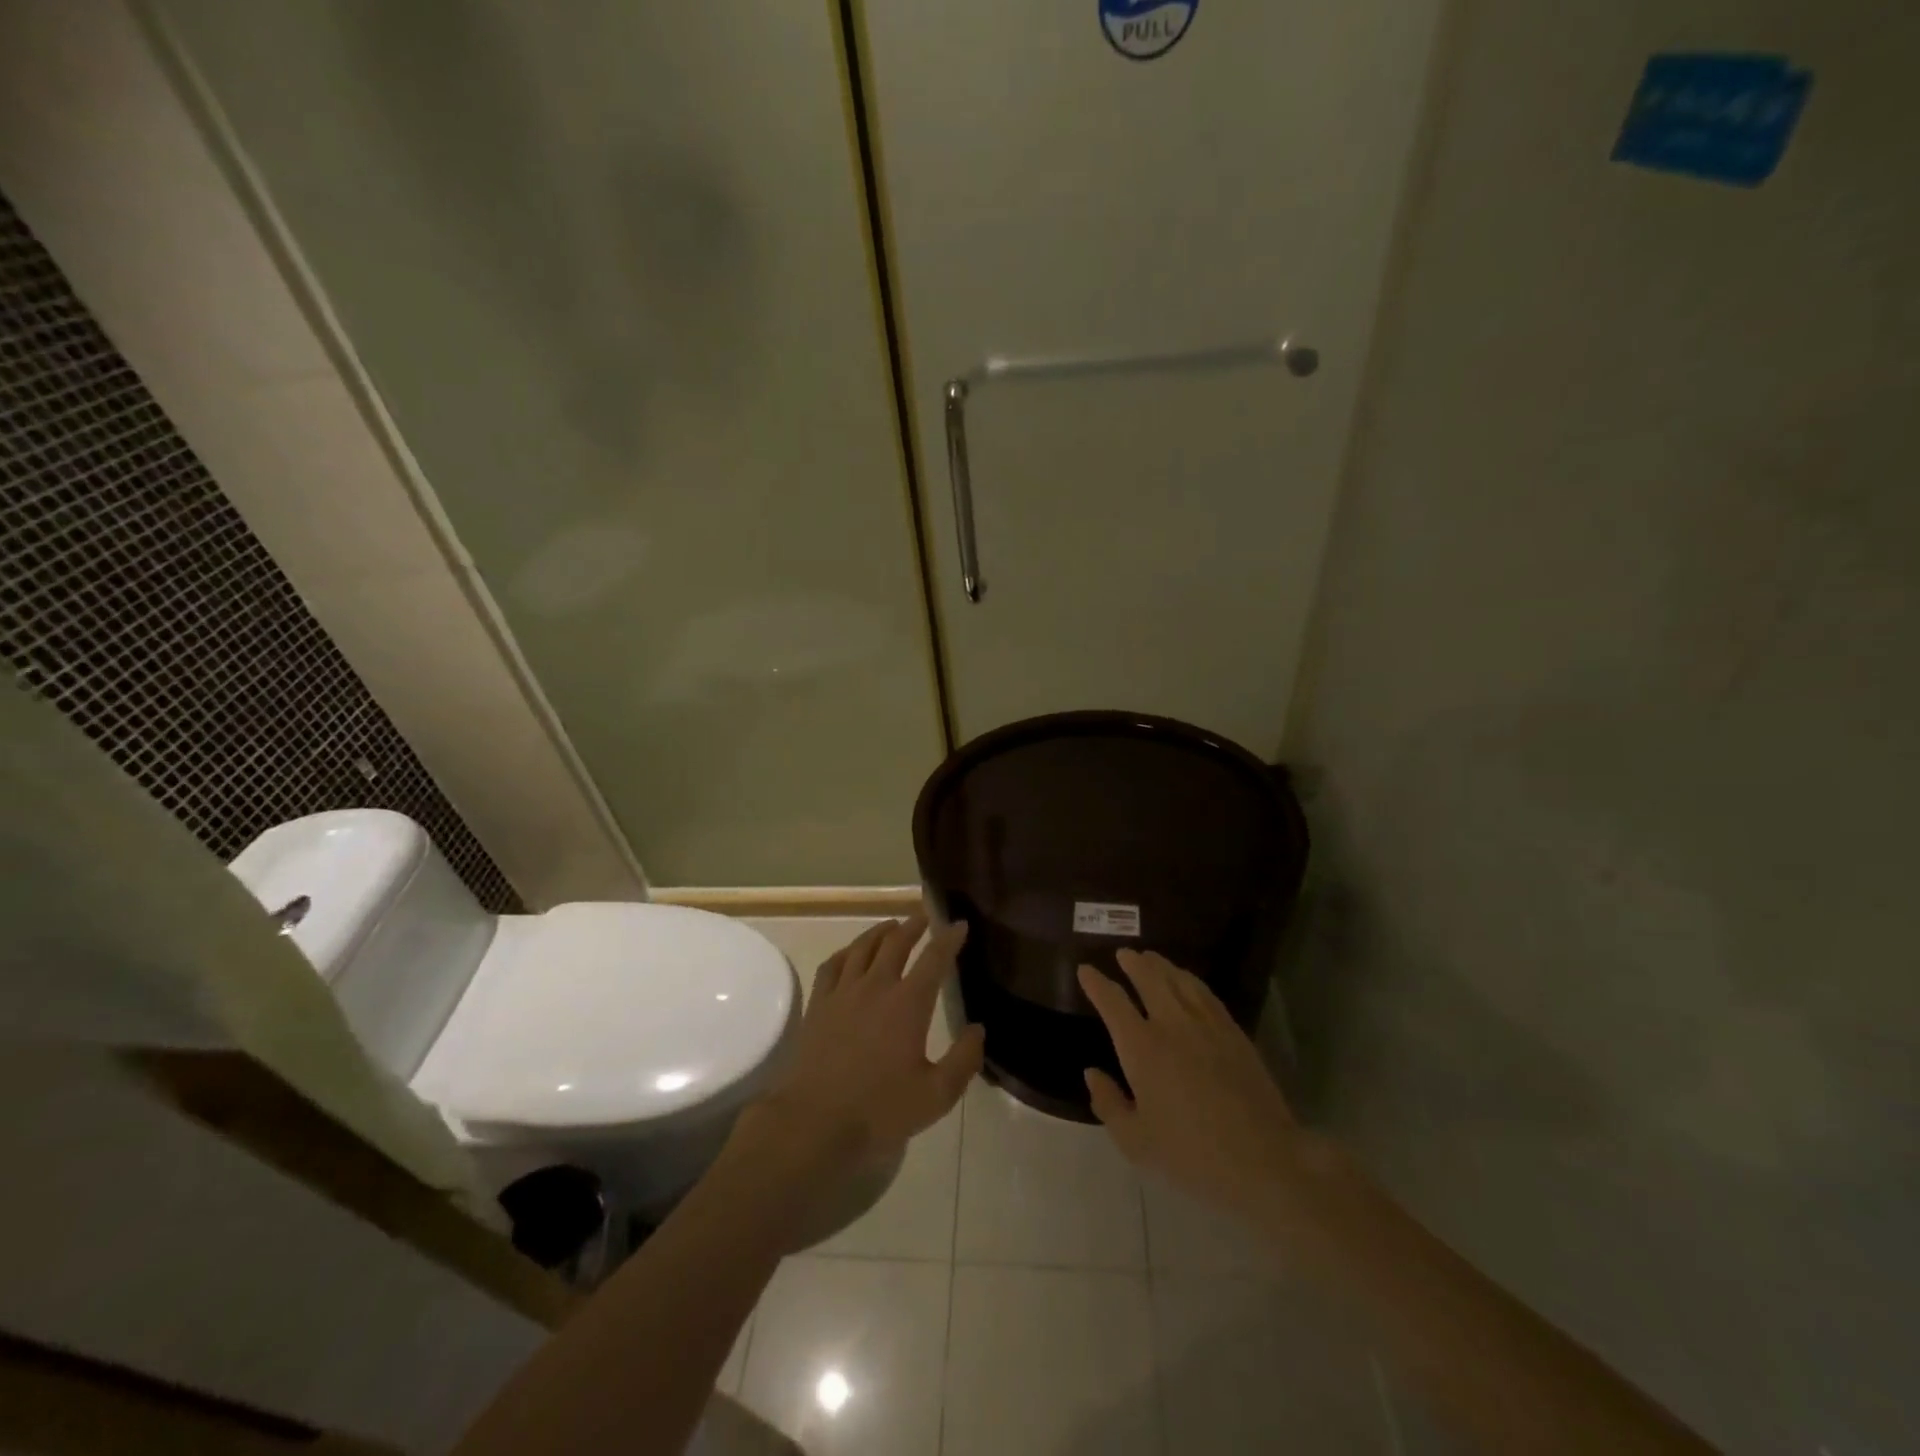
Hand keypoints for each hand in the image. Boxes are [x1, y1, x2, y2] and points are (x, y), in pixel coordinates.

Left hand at [748, 915, 983, 1173]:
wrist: (815, 1121)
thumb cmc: (880, 1110)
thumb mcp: (936, 1095)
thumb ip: (963, 1060)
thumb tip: (978, 1030)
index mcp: (908, 1003)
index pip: (934, 959)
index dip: (949, 939)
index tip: (959, 924)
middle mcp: (876, 986)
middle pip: (896, 943)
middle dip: (913, 925)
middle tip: (924, 916)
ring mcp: (843, 992)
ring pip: (863, 947)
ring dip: (880, 931)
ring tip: (891, 925)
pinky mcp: (819, 1005)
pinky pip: (833, 965)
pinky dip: (846, 951)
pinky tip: (850, 953)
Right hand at [1078, 949, 1298, 1219]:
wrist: (1263, 1160)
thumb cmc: (1192, 1156)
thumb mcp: (1136, 1142)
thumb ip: (1108, 1104)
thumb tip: (1092, 1073)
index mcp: (1141, 1048)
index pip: (1113, 1002)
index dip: (1096, 983)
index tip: (1085, 970)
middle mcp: (1171, 1025)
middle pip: (1149, 978)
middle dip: (1133, 963)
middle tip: (1123, 953)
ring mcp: (1206, 1025)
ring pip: (1179, 980)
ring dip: (1161, 965)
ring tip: (1150, 957)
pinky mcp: (1233, 1032)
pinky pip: (1206, 993)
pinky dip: (1190, 980)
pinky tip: (1187, 981)